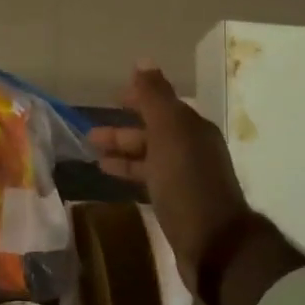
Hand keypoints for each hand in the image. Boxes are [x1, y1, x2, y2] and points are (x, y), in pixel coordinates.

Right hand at [89, 65, 251, 298]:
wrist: (214, 244)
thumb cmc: (187, 183)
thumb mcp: (169, 133)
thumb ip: (154, 97)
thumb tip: (143, 60)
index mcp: (192, 128)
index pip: (162, 104)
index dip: (138, 97)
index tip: (112, 96)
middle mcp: (192, 148)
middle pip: (153, 131)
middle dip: (123, 129)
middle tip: (90, 132)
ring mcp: (186, 177)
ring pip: (149, 156)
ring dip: (122, 151)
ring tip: (92, 153)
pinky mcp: (178, 203)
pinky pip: (149, 178)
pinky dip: (129, 172)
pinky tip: (110, 176)